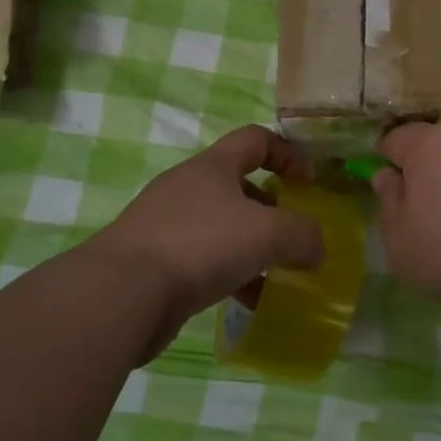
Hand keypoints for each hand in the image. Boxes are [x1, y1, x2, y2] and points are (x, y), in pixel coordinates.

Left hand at [93, 125, 324, 360]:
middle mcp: (188, 188)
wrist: (123, 292)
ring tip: (278, 275)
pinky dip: (231, 275)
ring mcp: (167, 224)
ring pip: (223, 227)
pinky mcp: (155, 260)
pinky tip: (249, 301)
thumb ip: (303, 235)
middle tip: (294, 236)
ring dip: (253, 248)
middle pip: (239, 186)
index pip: (255, 139)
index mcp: (212, 166)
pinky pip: (204, 260)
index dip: (288, 154)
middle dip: (272, 210)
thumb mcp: (268, 233)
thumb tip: (316, 248)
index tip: (310, 182)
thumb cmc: (202, 244)